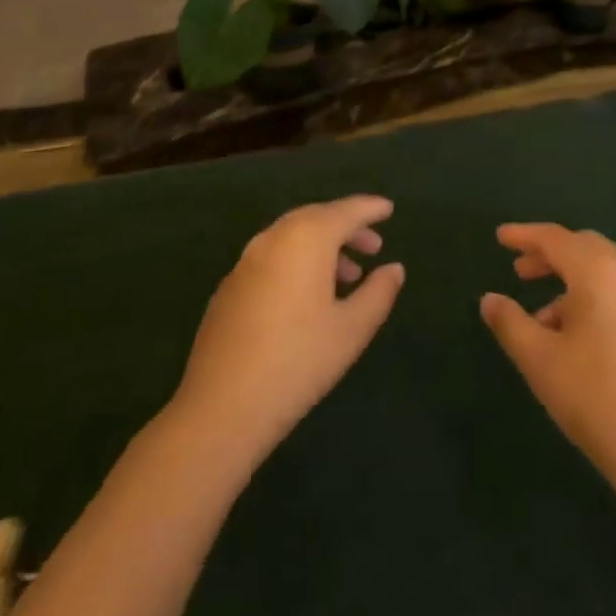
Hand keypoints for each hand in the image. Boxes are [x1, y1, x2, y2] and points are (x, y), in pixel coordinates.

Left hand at [171, 195, 404, 464]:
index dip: (370, 208)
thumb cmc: (297, 362)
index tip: (389, 208)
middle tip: (373, 246)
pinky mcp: (230, 285)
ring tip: (348, 276)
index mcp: (307, 238)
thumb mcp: (351, 330)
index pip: (346, 211)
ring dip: (323, 247)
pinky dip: (297, 261)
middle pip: (317, 218)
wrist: (221, 406)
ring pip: (293, 237)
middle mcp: (275, 237)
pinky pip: (273, 256)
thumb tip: (394, 268)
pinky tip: (308, 296)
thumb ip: (378, 293)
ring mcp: (247, 260)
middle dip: (347, 227)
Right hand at [480, 223, 615, 505]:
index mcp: (599, 272)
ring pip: (604, 273)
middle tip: (520, 271)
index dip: (524, 235)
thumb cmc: (596, 399)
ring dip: (570, 281)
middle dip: (550, 254)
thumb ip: (511, 323)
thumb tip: (490, 299)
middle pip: (584, 247)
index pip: (555, 238)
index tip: (500, 237)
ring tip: (541, 318)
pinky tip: (576, 341)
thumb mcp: (540, 361)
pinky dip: (592, 299)